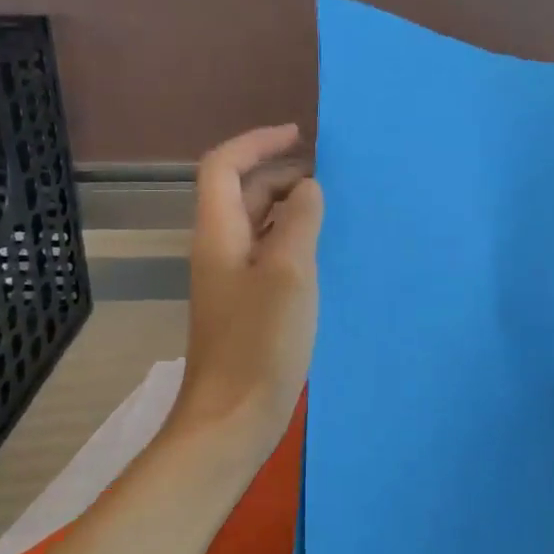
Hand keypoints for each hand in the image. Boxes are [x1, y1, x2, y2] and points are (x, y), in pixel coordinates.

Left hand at [169, 126, 323, 461]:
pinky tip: (326, 255)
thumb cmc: (260, 343)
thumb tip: (308, 189)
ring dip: (292, 210)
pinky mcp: (249, 308)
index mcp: (219, 234)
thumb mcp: (288, 273)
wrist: (233, 418)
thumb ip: (299, 222)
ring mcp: (233, 282)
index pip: (223, 166)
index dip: (257, 142)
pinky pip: (270, 257)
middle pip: (243, 194)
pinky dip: (295, 243)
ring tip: (335, 210)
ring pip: (260, 227)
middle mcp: (220, 250)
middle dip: (282, 175)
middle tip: (330, 178)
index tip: (299, 135)